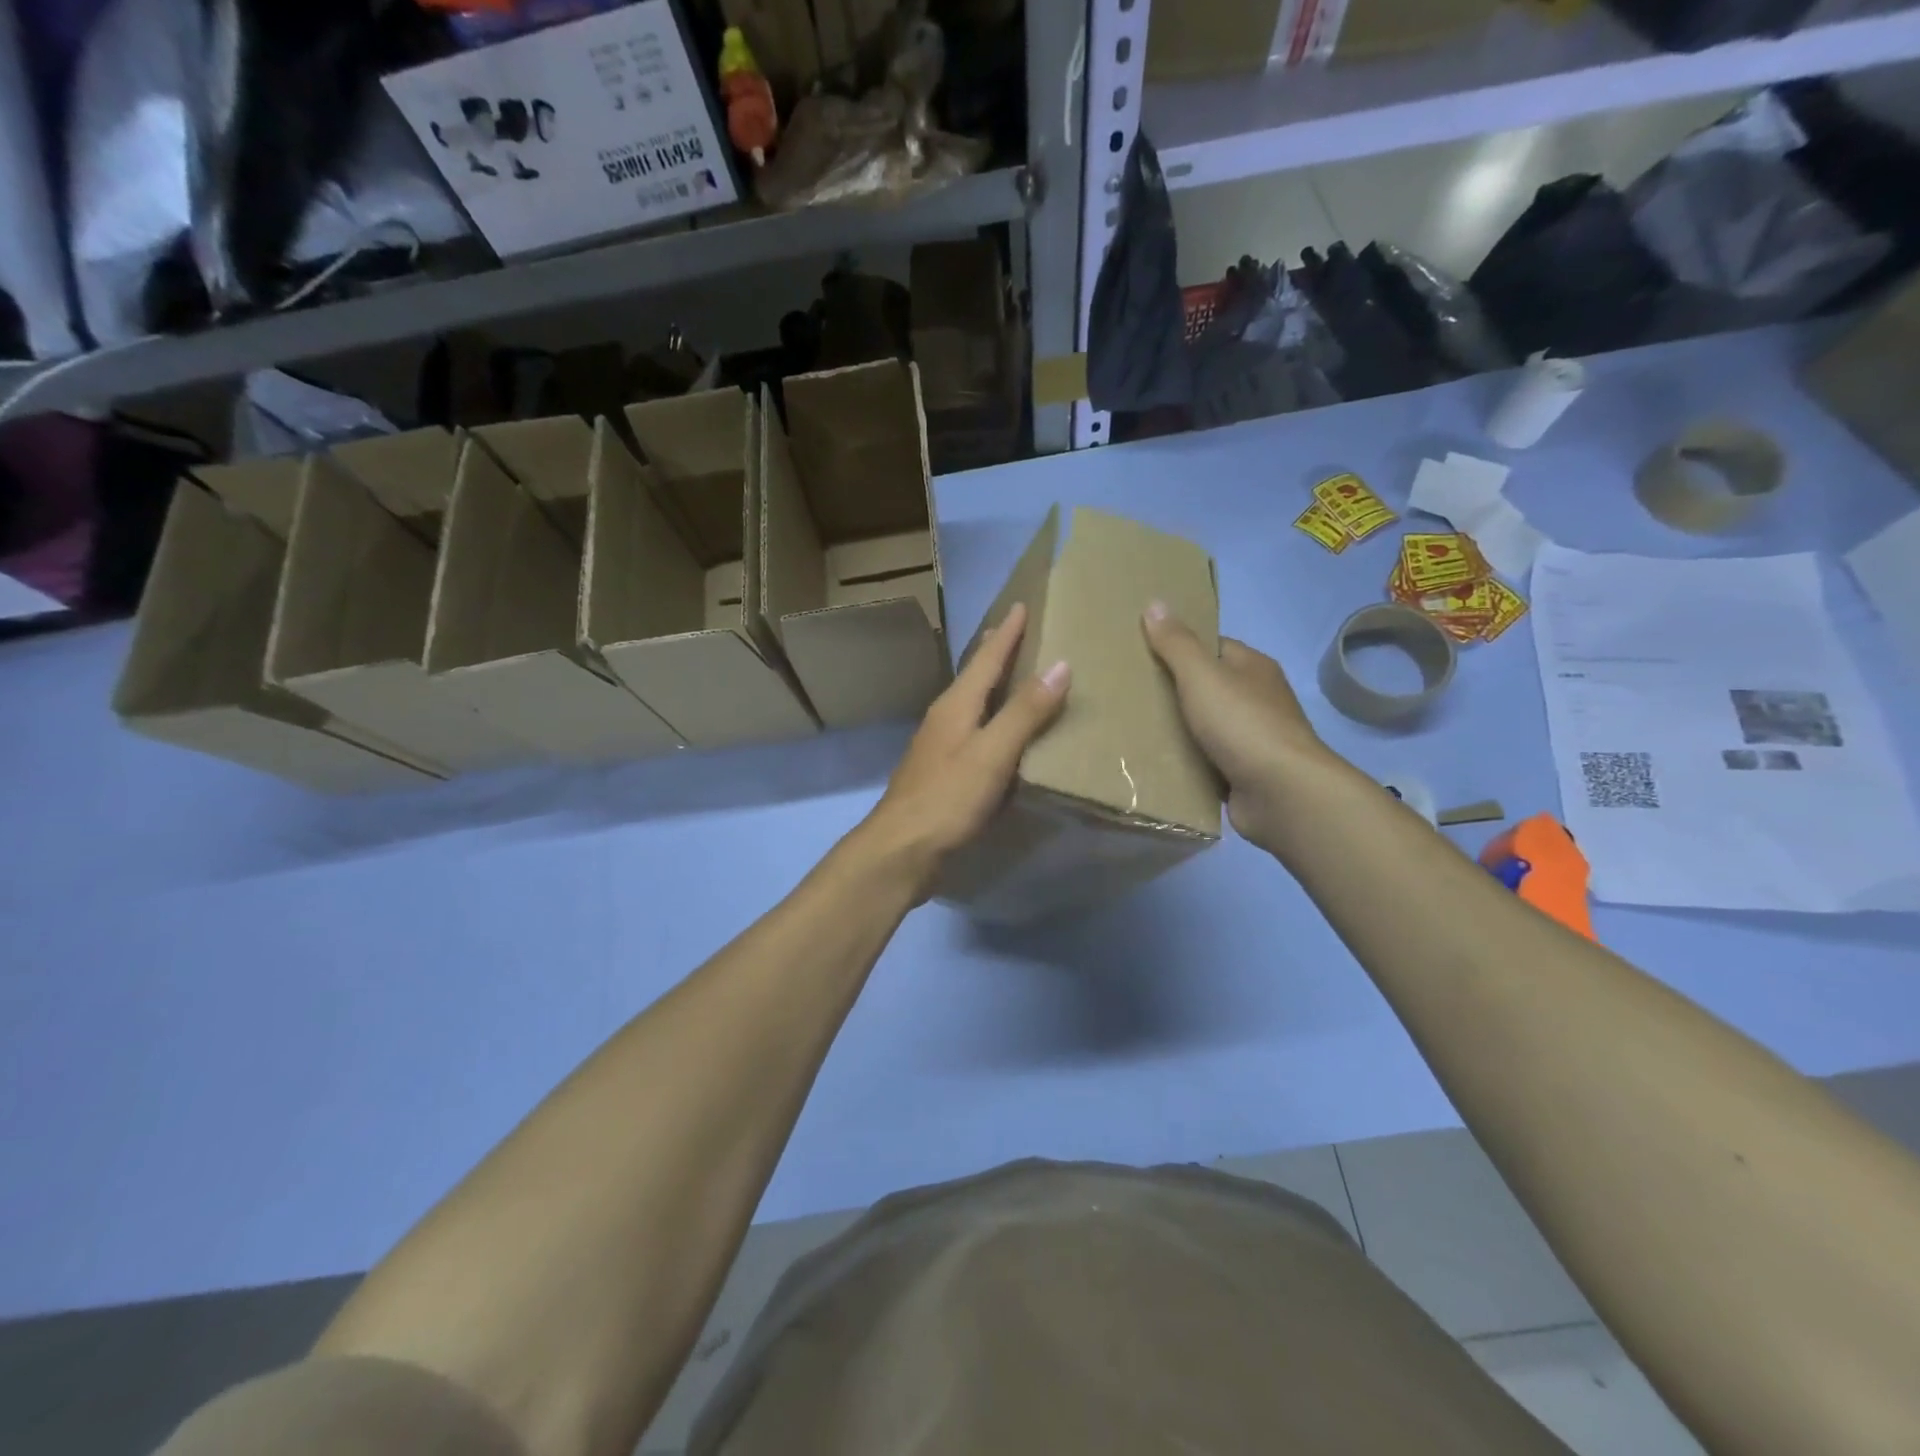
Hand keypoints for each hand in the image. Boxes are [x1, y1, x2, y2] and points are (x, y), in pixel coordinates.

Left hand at [856, 603, 1069, 894]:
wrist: (902, 850)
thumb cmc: (947, 798)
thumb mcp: (992, 753)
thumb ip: (1025, 712)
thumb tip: (1060, 665)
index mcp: (956, 705)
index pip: (986, 658)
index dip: (1007, 632)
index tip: (1023, 605)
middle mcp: (945, 718)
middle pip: (975, 677)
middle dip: (997, 653)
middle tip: (1020, 631)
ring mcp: (941, 747)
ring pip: (973, 704)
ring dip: (995, 687)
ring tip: (1018, 676)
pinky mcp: (944, 773)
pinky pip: (975, 733)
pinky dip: (994, 721)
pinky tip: (1004, 735)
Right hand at [1142, 601, 1334, 852]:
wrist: (1280, 792)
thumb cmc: (1242, 724)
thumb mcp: (1202, 676)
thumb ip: (1176, 644)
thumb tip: (1155, 603)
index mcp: (1253, 668)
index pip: (1213, 648)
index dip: (1179, 648)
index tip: (1142, 655)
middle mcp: (1257, 700)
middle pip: (1208, 689)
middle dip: (1173, 692)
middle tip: (1129, 694)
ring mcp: (1252, 739)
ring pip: (1205, 728)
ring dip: (1177, 731)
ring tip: (1133, 729)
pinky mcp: (1244, 774)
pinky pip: (1207, 762)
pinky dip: (1186, 763)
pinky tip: (1156, 764)